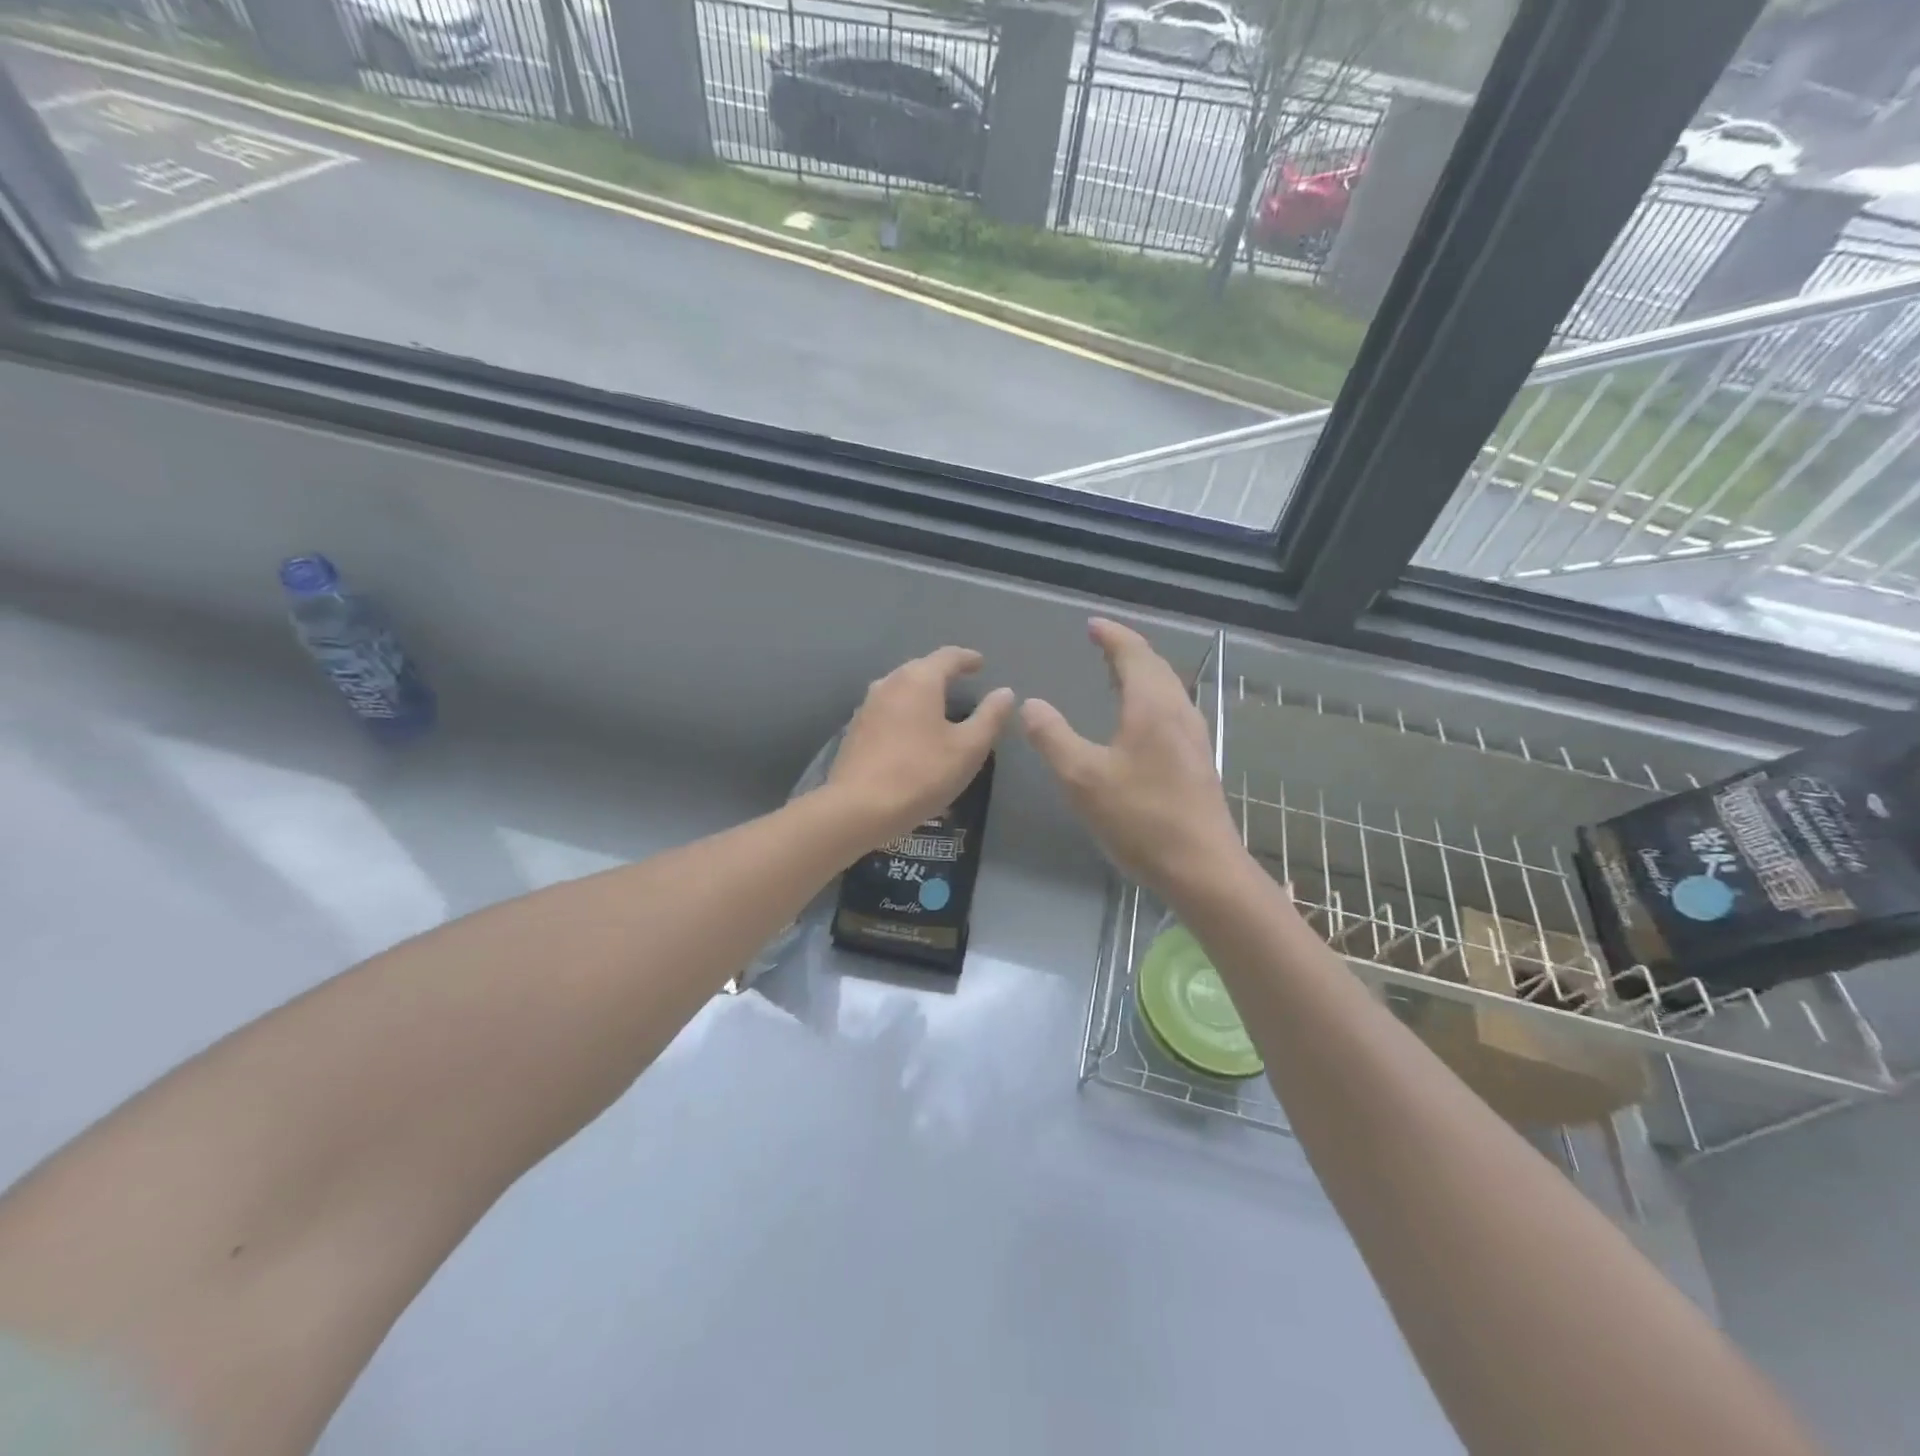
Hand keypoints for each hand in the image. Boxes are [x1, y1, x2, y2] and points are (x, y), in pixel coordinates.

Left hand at [825, 646, 1014, 850]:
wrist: (858, 808)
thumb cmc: (921, 774)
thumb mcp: (968, 748)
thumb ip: (990, 717)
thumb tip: (1005, 692)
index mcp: (919, 680)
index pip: (948, 656)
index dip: (968, 659)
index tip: (980, 664)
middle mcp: (889, 683)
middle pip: (921, 669)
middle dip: (943, 674)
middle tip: (962, 684)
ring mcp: (867, 706)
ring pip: (901, 689)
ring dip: (922, 694)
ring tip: (939, 708)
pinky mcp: (856, 730)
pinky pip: (888, 710)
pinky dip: (906, 713)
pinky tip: (913, 732)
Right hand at [1022, 618, 1246, 899]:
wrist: (1202, 869)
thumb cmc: (1140, 819)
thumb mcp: (1082, 778)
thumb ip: (1053, 737)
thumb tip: (1031, 704)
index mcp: (1152, 707)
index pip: (1133, 654)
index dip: (1112, 635)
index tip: (1092, 624)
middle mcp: (1179, 712)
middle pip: (1156, 666)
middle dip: (1128, 650)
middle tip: (1102, 644)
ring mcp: (1194, 737)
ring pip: (1168, 689)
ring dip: (1142, 674)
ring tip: (1116, 675)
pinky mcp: (1198, 761)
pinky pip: (1172, 711)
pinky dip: (1151, 698)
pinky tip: (1139, 721)